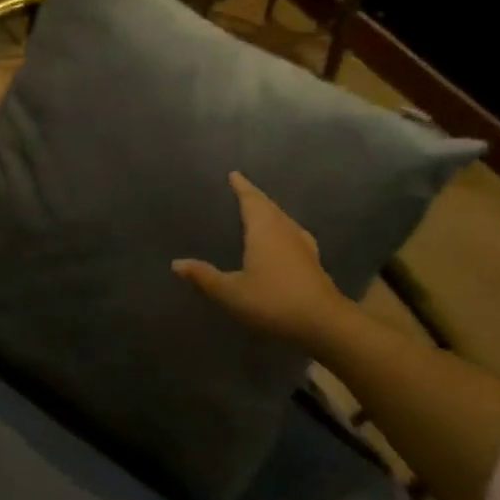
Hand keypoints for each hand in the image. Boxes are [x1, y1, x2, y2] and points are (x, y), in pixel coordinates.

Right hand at [173, 171, 347, 352]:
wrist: (324, 325)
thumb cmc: (273, 302)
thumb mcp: (230, 292)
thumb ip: (204, 276)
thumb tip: (176, 263)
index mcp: (265, 230)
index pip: (251, 200)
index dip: (242, 187)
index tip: (234, 174)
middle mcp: (285, 231)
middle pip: (270, 207)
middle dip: (255, 197)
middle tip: (243, 189)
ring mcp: (303, 246)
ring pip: (284, 220)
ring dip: (271, 212)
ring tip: (259, 211)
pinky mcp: (313, 263)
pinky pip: (293, 235)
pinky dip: (282, 229)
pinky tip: (283, 240)